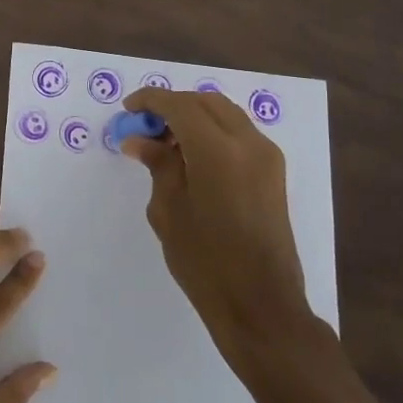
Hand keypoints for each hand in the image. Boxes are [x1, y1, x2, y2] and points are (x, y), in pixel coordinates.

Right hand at [120, 86, 316, 357]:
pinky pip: (239, 134)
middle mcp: (248, 143)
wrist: (259, 302)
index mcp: (218, 150)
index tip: (128, 110)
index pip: (180, 105)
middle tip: (145, 127)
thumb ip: (158, 165)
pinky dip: (213, 132)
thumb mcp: (168, 210)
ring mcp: (267, 156)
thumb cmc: (204, 260)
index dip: (151, 101)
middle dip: (173, 106)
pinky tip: (192, 158)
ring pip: (226, 115)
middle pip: (206, 102)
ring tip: (166, 143)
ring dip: (195, 117)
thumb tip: (140, 140)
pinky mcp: (274, 173)